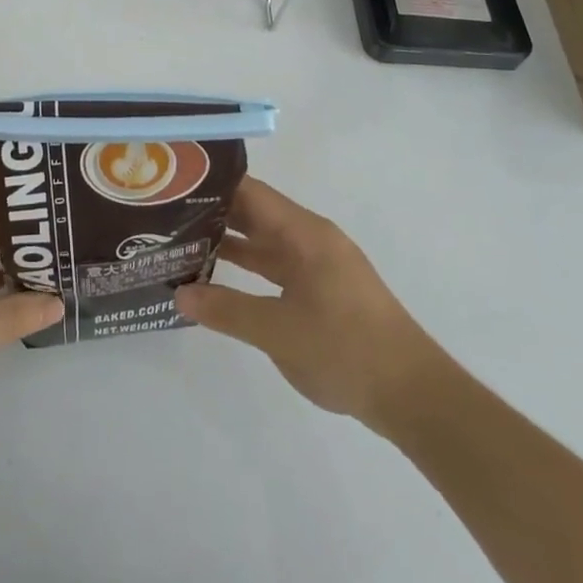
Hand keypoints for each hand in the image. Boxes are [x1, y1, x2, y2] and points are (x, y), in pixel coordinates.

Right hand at [174, 177, 436, 435]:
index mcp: (304, 233)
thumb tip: (179, 294)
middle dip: (213, 213)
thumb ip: (226, 310)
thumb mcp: (278, 331)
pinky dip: (249, 269)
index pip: (250, 192)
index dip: (212, 185)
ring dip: (229, 243)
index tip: (173, 185)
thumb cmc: (346, 350)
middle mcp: (312, 239)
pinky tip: (219, 281)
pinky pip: (277, 267)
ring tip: (182, 244)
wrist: (415, 397)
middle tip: (166, 216)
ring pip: (265, 242)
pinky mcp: (324, 292)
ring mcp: (320, 266)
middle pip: (255, 214)